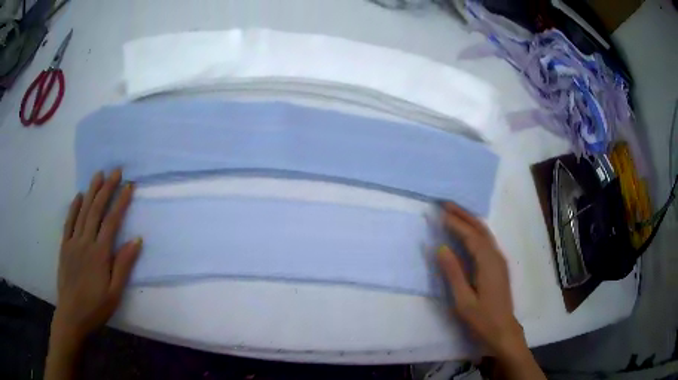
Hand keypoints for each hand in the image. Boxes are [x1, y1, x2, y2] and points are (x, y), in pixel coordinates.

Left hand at [53, 169, 141, 342]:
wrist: (72, 316)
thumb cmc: (96, 307)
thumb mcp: (115, 293)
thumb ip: (124, 265)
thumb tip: (136, 240)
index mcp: (100, 254)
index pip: (112, 221)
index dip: (121, 202)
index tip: (129, 185)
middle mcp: (85, 242)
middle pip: (96, 210)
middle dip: (107, 188)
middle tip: (116, 171)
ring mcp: (73, 242)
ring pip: (83, 211)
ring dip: (91, 191)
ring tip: (98, 174)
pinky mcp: (64, 246)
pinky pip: (69, 222)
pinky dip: (74, 207)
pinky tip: (78, 196)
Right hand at [436, 203, 525, 357]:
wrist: (503, 330)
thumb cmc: (481, 318)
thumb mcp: (463, 299)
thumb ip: (453, 273)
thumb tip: (440, 248)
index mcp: (488, 263)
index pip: (471, 236)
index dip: (456, 223)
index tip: (440, 213)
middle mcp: (496, 257)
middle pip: (481, 229)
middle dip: (464, 215)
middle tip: (446, 204)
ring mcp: (500, 261)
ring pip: (486, 234)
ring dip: (470, 221)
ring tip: (454, 213)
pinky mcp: (499, 266)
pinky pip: (487, 241)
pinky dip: (476, 231)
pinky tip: (468, 232)